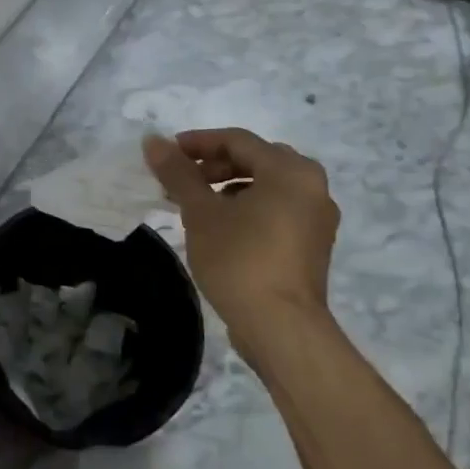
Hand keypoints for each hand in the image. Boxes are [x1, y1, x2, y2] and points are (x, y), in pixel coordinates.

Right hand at [144, 129, 340, 368]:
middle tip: (181, 180)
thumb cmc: (240, 260)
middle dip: (214, 166)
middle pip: (256, 159)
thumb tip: (152, 140)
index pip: (237, 140)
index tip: (166, 153)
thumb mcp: (201, 213)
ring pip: (268, 186)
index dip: (198, 142)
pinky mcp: (313, 245)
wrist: (282, 328)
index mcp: (290, 170)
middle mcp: (312, 186)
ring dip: (230, 188)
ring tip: (197, 206)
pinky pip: (277, 210)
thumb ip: (178, 173)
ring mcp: (317, 218)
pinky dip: (249, 208)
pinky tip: (222, 228)